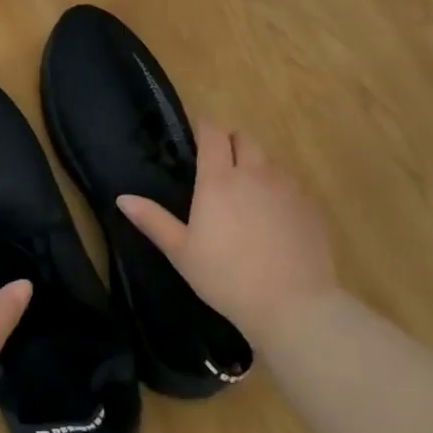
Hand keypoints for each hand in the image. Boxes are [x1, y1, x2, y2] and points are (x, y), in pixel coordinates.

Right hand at [117, 120, 336, 342]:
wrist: (292, 304)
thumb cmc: (226, 277)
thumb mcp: (181, 252)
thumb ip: (152, 220)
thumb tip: (122, 198)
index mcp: (219, 179)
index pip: (213, 132)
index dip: (204, 127)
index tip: (197, 136)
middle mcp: (254, 172)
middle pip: (244, 137)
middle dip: (231, 142)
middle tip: (220, 165)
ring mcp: (287, 187)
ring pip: (269, 159)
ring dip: (255, 164)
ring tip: (247, 192)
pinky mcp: (309, 205)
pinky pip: (291, 183)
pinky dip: (278, 188)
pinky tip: (273, 216)